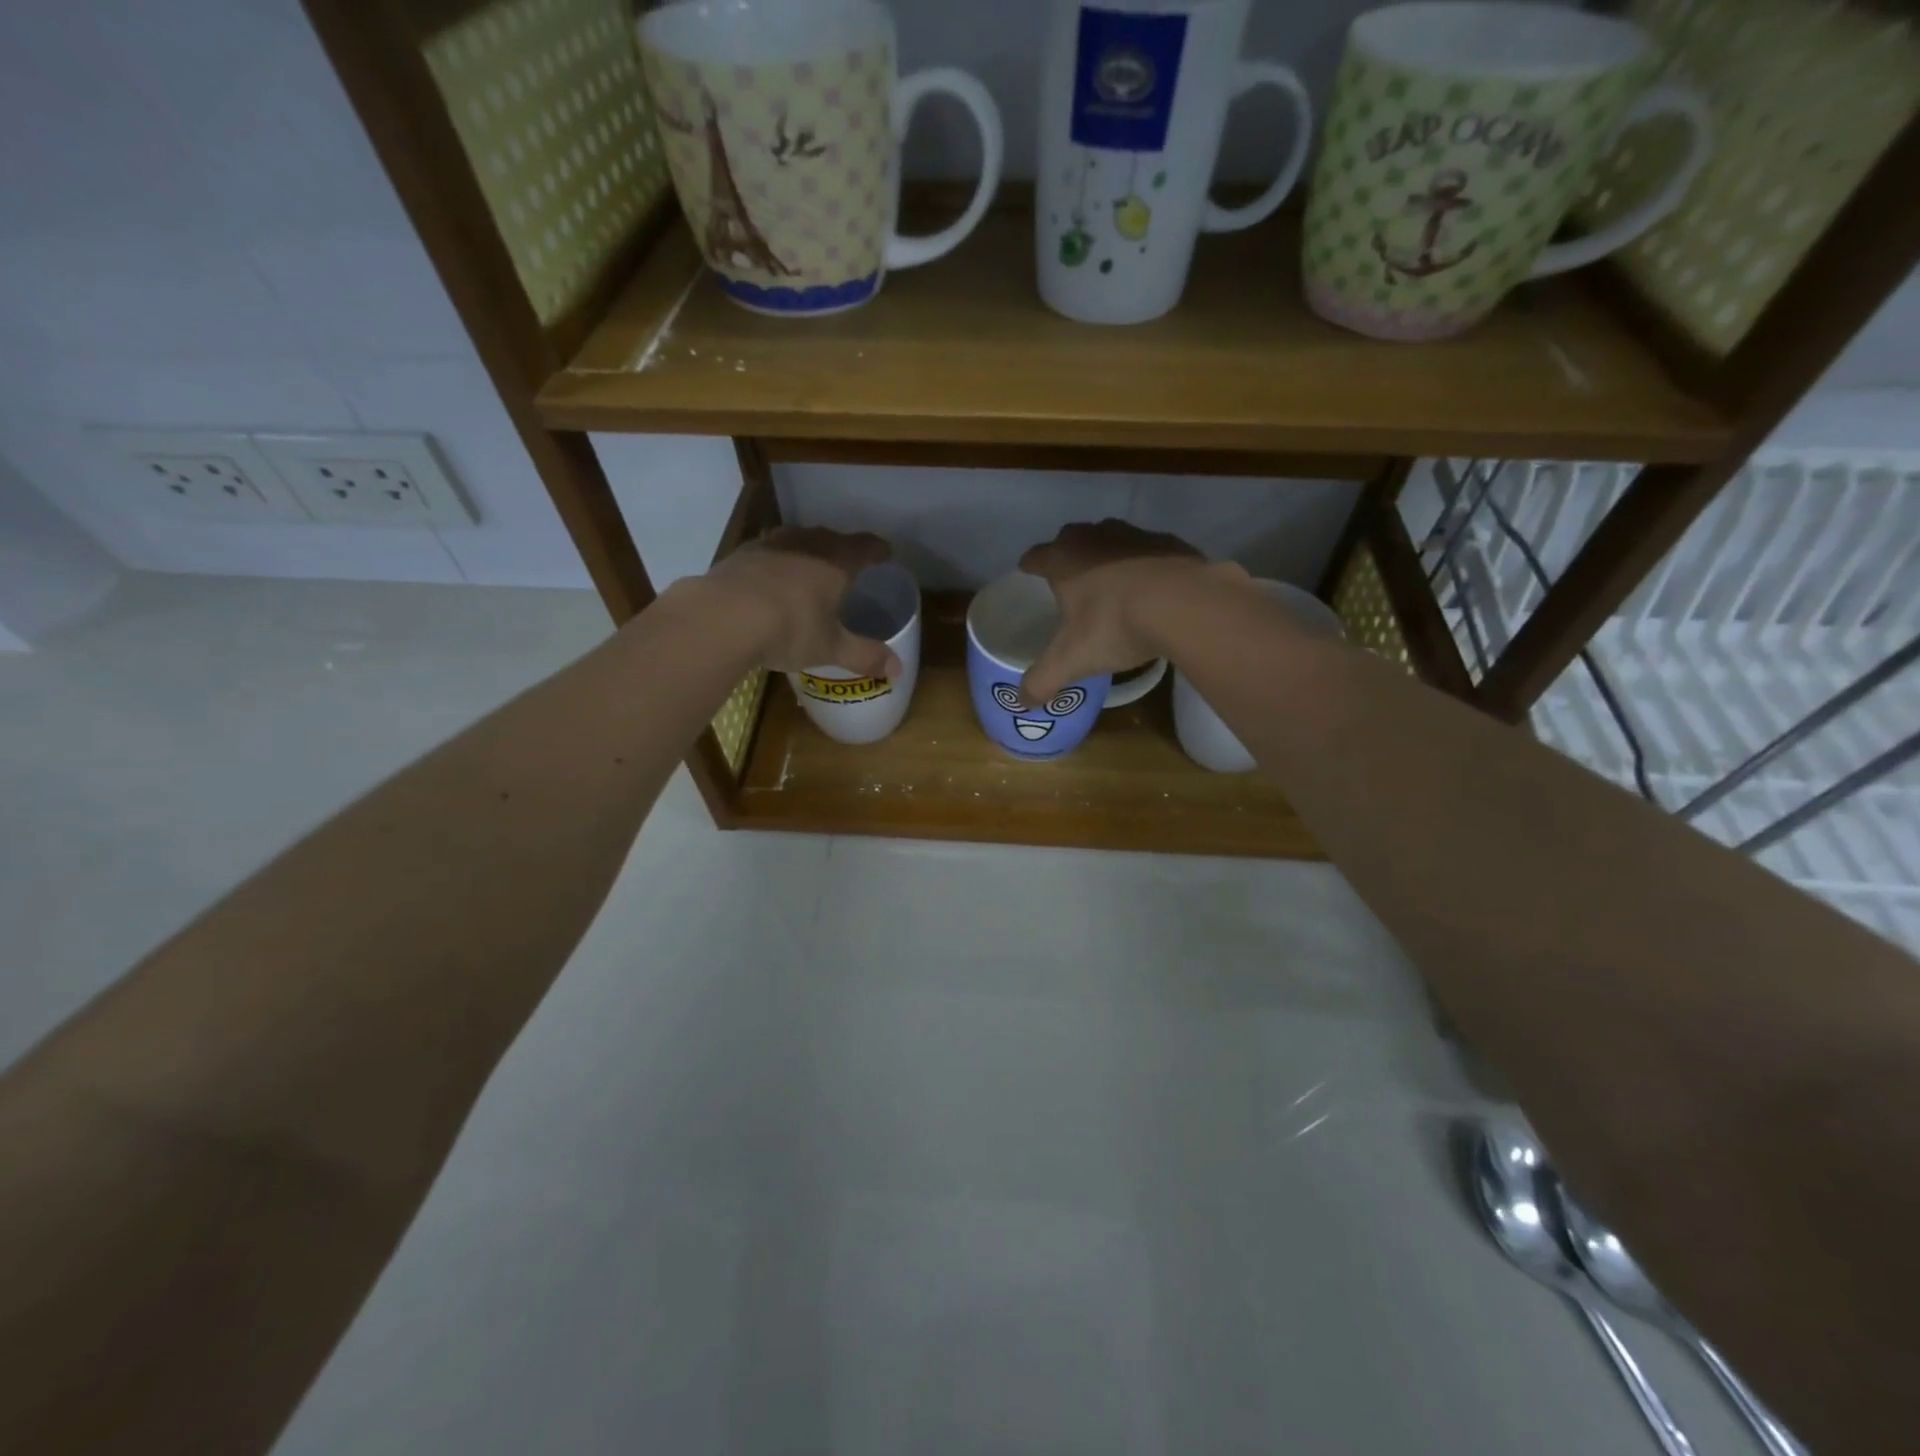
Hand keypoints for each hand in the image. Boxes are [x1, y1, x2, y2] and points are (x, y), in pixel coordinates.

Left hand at [701, 526, 901, 675]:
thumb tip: (898, 669)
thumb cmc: (789, 629)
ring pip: (795, 538)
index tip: (886, 553)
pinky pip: (766, 551)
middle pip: (830, 537)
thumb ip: (865, 656)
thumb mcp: (831, 648)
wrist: (722, 617)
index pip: (864, 547)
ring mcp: (769, 546)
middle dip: (842, 547)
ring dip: (806, 548)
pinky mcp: (739, 556)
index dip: (877, 549)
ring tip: (808, 562)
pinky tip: (769, 577)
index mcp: (835, 563)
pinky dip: (775, 561)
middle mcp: (805, 545)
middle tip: (848, 560)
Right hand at [1017, 519, 1240, 702]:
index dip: (1030, 565)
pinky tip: (1151, 588)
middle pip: (1072, 539)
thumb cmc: (1115, 624)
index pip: (1036, 556)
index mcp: (1063, 559)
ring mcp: (1134, 534)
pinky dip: (1144, 565)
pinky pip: (1148, 551)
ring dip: (1107, 557)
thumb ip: (1043, 680)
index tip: (1028, 571)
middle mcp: (1094, 537)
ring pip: (1111, 539)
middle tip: (1070, 581)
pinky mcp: (1169, 542)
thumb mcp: (1072, 660)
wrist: (1185, 603)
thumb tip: (1023, 701)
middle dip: (1069, 556)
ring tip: (1111, 584)